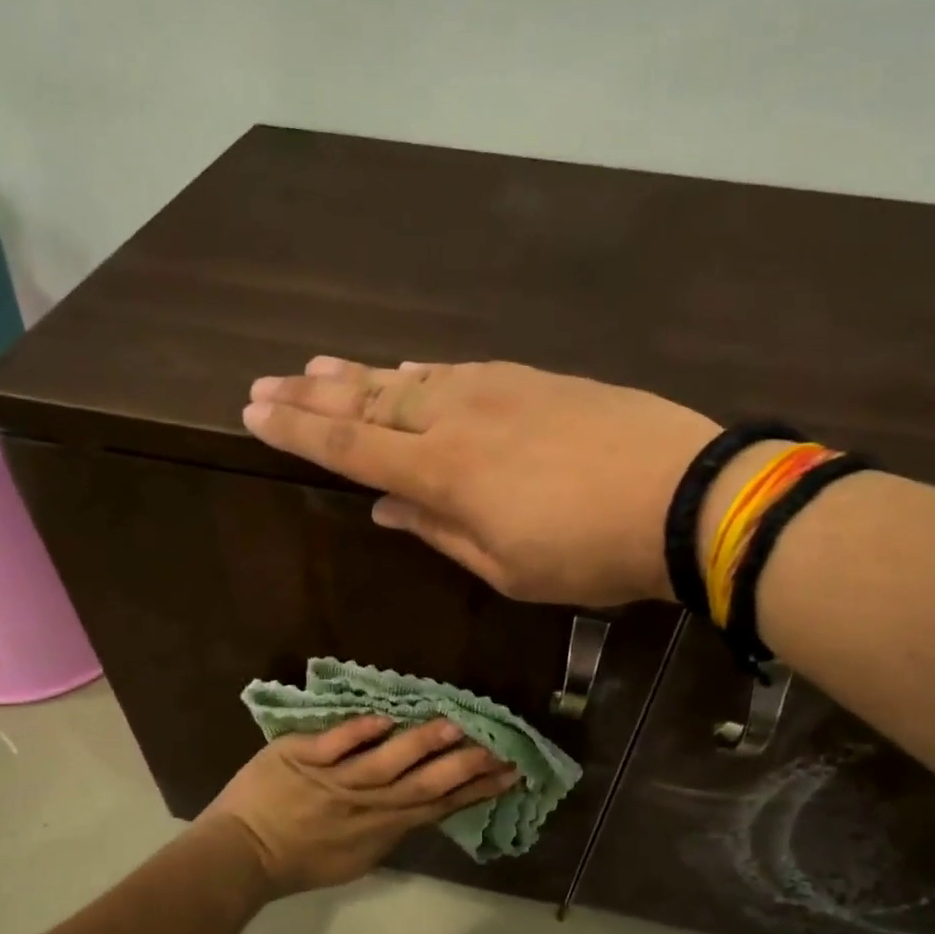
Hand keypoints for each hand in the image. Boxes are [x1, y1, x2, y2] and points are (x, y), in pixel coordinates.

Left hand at [203, 716, 516, 894]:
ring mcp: (334, 781)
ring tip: (453, 727)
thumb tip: (424, 805)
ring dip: (419, 746)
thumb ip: (389, 829)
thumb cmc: (299, 859)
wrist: (240, 856)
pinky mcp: (301, 760)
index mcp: (381, 828)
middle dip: (464, 768)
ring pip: (384, 764)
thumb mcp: (355, 857)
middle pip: (423, 785)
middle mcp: (366, 805)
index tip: (509, 772)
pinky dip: (357, 734)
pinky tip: (383, 718)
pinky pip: (333, 746)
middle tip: (499, 749)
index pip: (438, 805)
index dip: (476, 790)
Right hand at [243, 358, 719, 604]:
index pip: (349, 446)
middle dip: (312, 394)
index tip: (253, 412)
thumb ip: (438, 531)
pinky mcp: (532, 379)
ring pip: (409, 378)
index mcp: (443, 472)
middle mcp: (456, 418)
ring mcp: (496, 390)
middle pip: (368, 401)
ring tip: (316, 367)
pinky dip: (420, 373)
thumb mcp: (507, 566)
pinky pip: (457, 371)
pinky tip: (404, 370)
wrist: (682, 496)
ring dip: (358, 375)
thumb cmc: (589, 552)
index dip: (298, 431)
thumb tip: (384, 507)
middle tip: (266, 382)